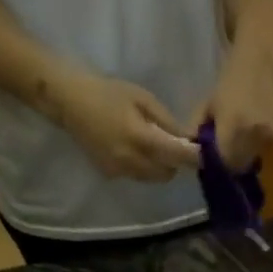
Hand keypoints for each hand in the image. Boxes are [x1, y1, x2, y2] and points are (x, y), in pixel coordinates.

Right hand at [53, 72, 202, 182]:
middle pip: (167, 174)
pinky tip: (131, 148)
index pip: (177, 157)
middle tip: (171, 145)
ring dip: (158, 166)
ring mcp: (119, 171)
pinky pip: (136, 176)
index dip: (193, 157)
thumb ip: (166, 121)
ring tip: (150, 145)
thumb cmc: (108, 93)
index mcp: (141, 139)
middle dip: (174, 162)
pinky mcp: (110, 175)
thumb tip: (187, 138)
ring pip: (152, 178)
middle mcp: (131, 161)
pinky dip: (141, 167)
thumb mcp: (142, 98)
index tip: (203, 153)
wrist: (69, 102)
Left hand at [190, 45, 272, 170]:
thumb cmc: (228, 82)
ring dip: (237, 159)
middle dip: (225, 165)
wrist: (259, 65)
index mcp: (233, 127)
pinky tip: (242, 137)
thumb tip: (191, 152)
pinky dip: (248, 151)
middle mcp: (252, 136)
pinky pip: (257, 153)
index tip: (206, 161)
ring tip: (229, 144)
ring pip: (247, 162)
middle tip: (216, 156)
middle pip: (236, 166)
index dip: (214, 165)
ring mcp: (266, 138)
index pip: (222, 162)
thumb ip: (197, 131)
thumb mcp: (206, 105)